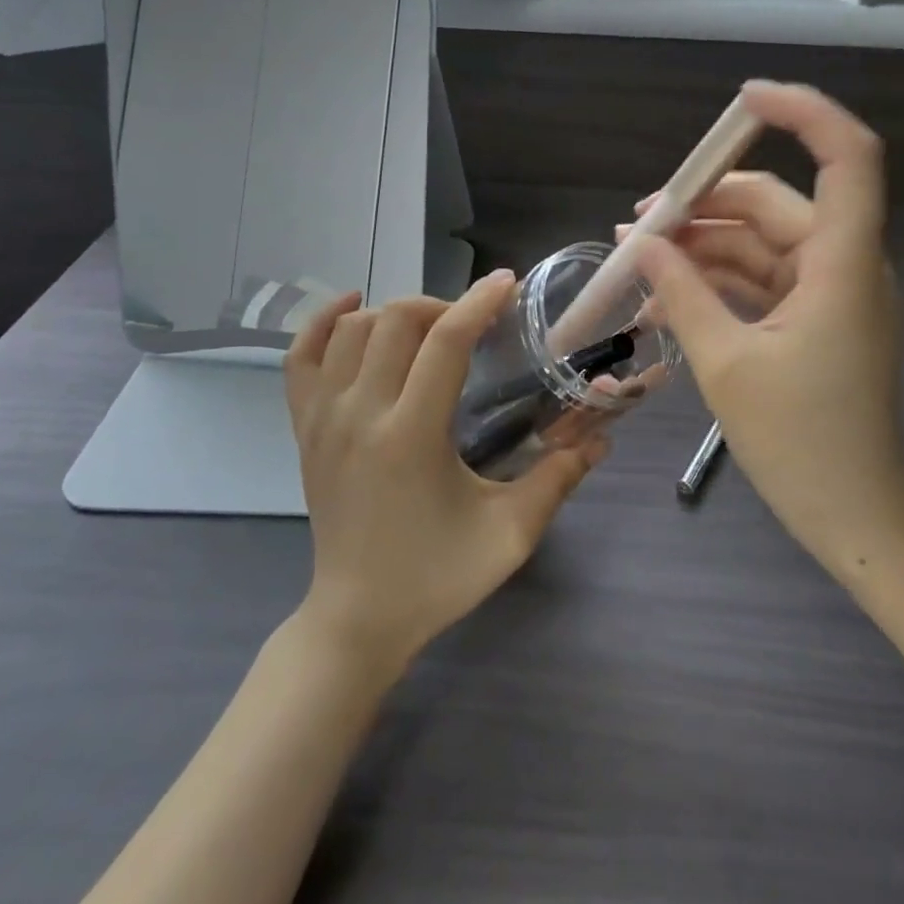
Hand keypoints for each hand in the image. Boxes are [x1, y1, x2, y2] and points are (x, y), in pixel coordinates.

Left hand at [283, 274, 605, 671]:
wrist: (356, 620)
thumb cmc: (436, 578)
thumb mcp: (510, 535)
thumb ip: (558, 479)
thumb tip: (602, 438)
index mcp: (411, 435)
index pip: (445, 342)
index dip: (479, 303)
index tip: (507, 284)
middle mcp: (360, 414)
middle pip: (396, 320)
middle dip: (443, 305)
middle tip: (475, 323)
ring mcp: (323, 418)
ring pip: (352, 329)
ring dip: (395, 313)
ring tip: (428, 329)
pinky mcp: (303, 428)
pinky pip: (301, 356)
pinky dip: (324, 322)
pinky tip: (354, 310)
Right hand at [630, 83, 903, 584]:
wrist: (857, 519)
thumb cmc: (801, 445)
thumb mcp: (726, 365)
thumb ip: (682, 294)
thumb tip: (641, 245)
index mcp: (842, 265)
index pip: (847, 157)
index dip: (803, 113)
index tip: (743, 99)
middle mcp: (844, 265)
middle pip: (776, 203)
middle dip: (706, 203)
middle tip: (641, 220)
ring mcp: (831, 293)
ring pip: (762, 242)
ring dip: (703, 246)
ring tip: (638, 260)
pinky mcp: (815, 319)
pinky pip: (762, 280)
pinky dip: (717, 281)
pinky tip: (665, 298)